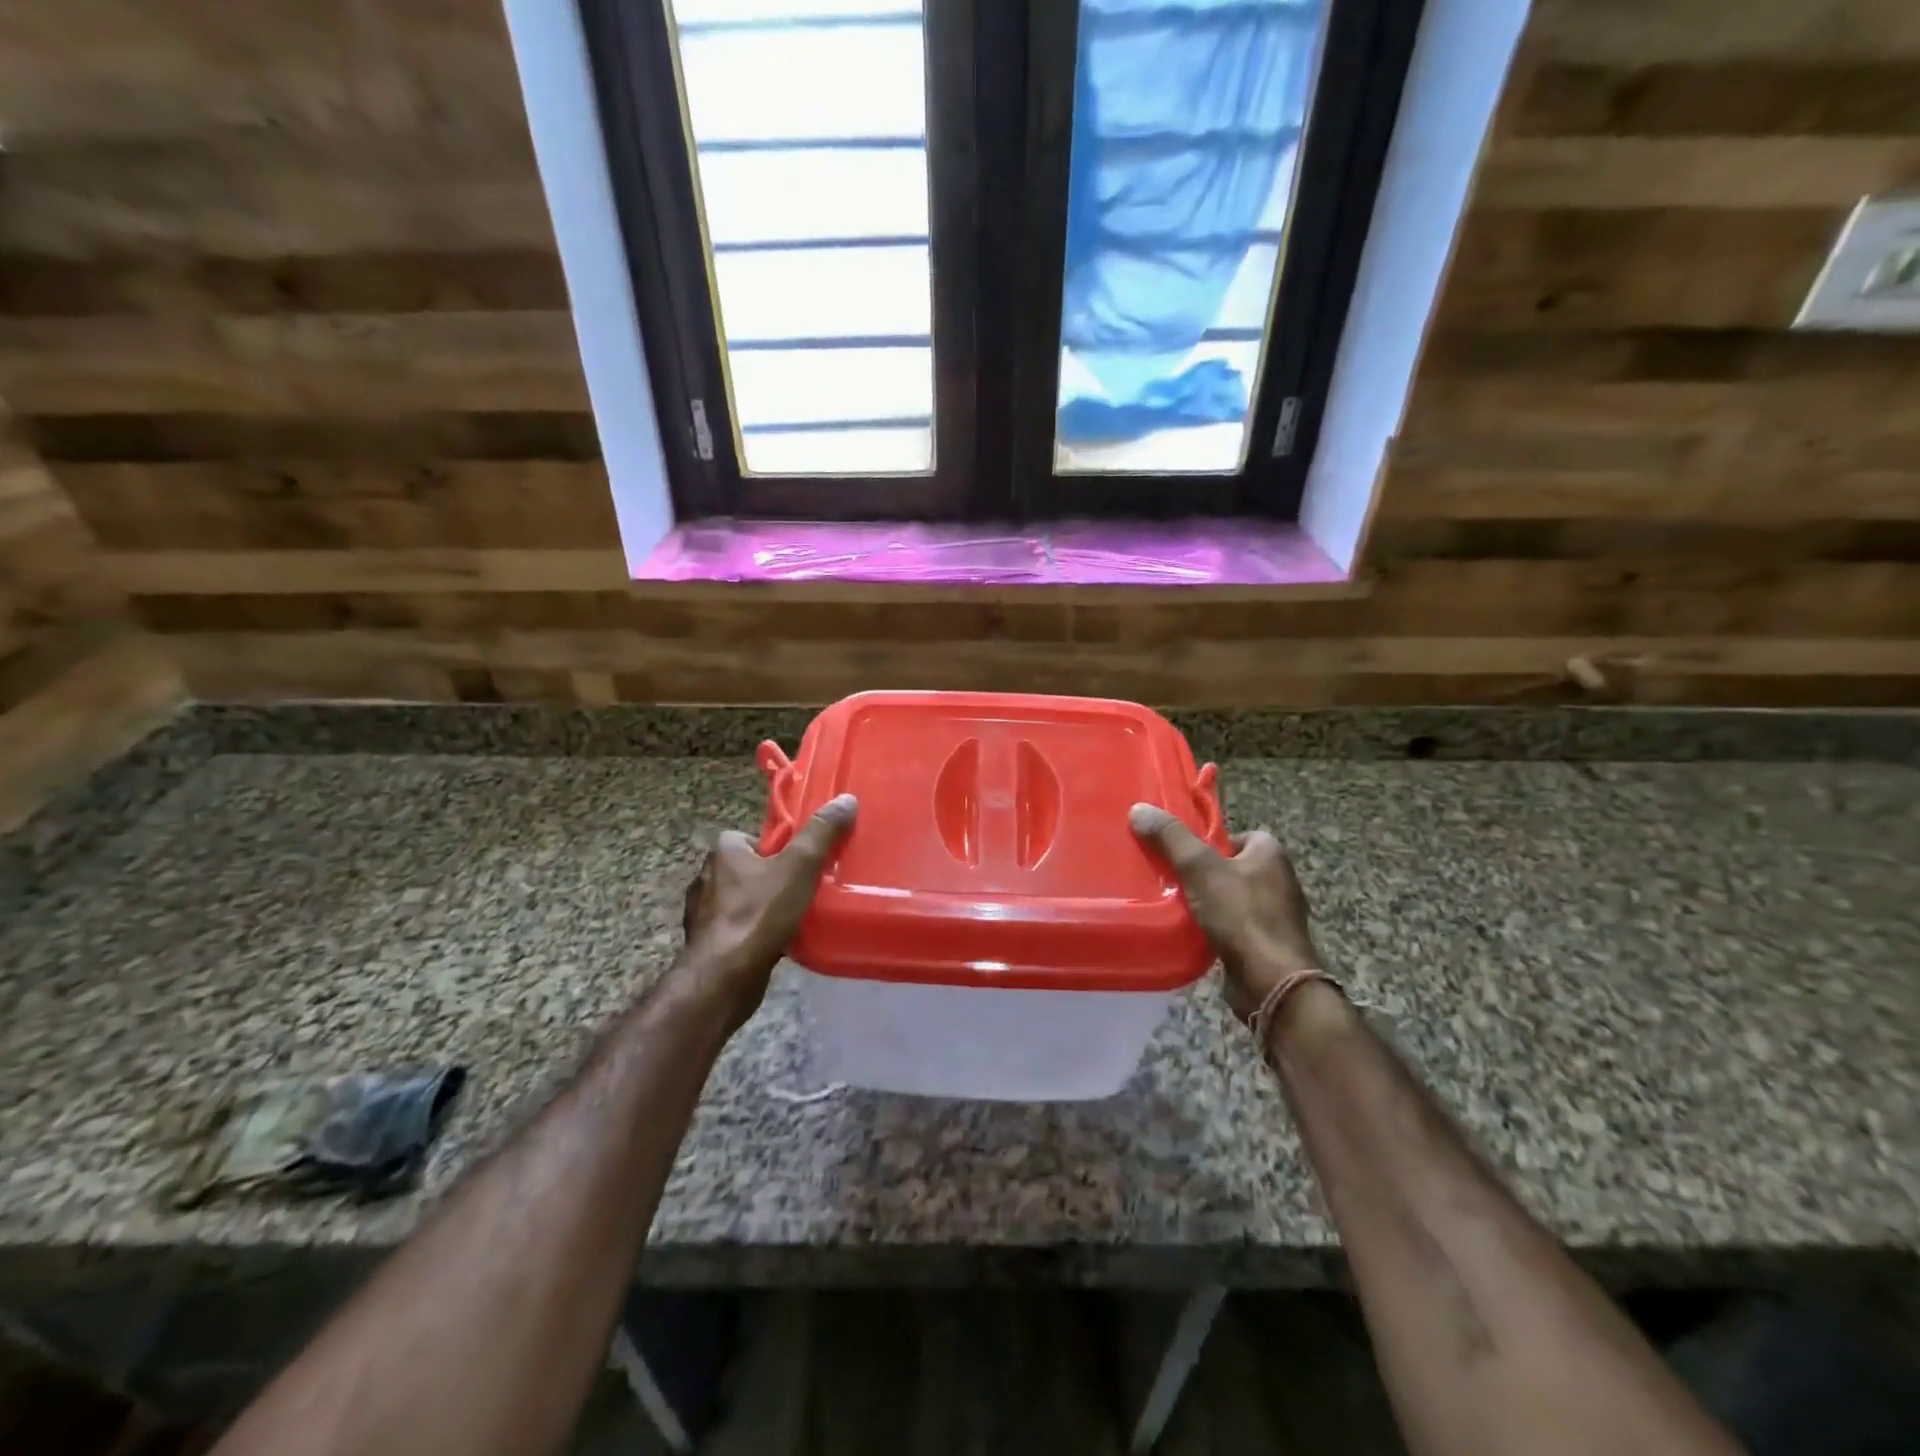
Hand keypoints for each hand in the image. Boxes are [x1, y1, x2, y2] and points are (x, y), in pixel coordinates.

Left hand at [679, 794, 857, 1030]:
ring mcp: (702, 913)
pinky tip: (775, 943)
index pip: (753, 838)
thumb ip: (821, 833)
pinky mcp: (706, 943)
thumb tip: (846, 799)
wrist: (724, 977)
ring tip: (793, 919)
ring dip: (763, 908)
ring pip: (742, 901)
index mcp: (723, 851)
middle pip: (749, 869)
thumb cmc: (759, 914)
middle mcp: (705, 877)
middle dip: (773, 879)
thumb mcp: (799, 867)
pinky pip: (737, 929)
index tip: (800, 864)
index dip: (778, 849)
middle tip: (803, 891)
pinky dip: (754, 933)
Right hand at [1129, 803, 1319, 1020]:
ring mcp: (1274, 914)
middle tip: (1169, 876)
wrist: (1271, 982)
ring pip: (1229, 897)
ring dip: (1205, 901)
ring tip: (1173, 904)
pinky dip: (1214, 927)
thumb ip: (1171, 838)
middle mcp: (1278, 879)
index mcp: (1270, 853)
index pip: (1235, 835)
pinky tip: (1190, 931)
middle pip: (1229, 865)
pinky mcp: (1266, 943)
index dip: (1207, 841)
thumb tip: (1139, 809)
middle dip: (1201, 872)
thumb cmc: (1241, 915)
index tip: (1180, 852)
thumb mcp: (1200, 868)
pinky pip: (1232, 925)